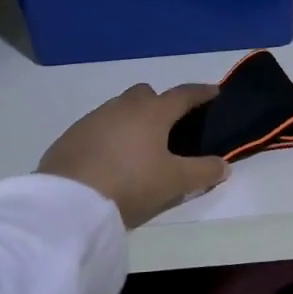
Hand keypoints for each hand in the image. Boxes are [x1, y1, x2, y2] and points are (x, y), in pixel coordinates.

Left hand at [39, 84, 229, 227]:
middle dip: (160, 103)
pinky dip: (110, 136)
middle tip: (170, 127)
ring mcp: (93, 118)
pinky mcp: (71, 135)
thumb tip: (224, 165)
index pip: (183, 94)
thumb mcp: (174, 182)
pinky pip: (98, 127)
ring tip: (139, 147)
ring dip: (132, 120)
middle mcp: (123, 106)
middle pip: (146, 94)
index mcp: (152, 112)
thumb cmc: (131, 183)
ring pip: (120, 109)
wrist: (69, 200)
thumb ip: (202, 172)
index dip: (201, 93)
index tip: (214, 92)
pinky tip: (111, 159)